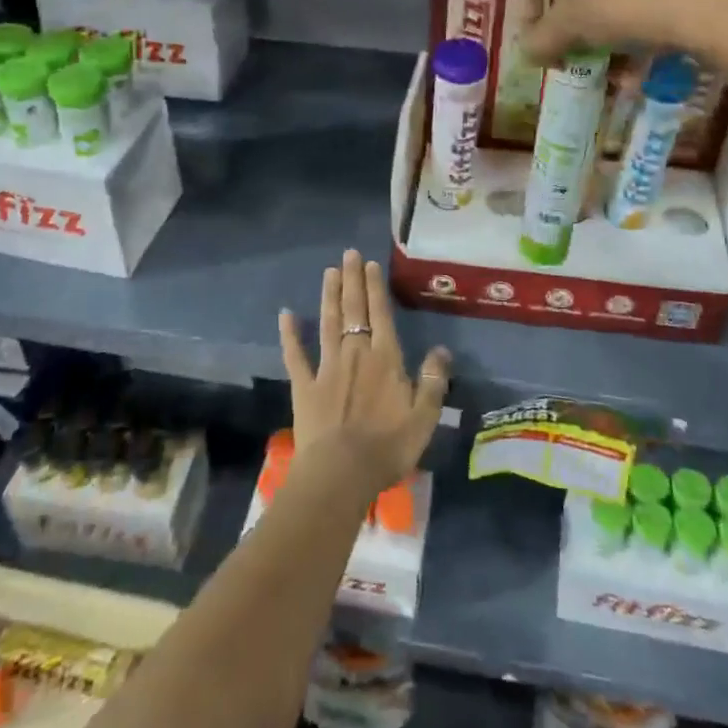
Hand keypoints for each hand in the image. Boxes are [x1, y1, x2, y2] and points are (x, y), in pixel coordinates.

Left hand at [279, 249, 450, 496]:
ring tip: (329, 272)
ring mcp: (327, 368)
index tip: (370, 264)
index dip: (375, 288)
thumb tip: (441, 350)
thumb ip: (433, 381)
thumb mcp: (424, 417)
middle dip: (352, 281)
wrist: (340, 473)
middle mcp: (355, 353)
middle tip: (348, 254)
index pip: (381, 315)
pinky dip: (290, 334)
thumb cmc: (388, 447)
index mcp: (385, 359)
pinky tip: (285, 314)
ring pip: (328, 323)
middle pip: (354, 311)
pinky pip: (295, 355)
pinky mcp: (304, 386)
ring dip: (329, 296)